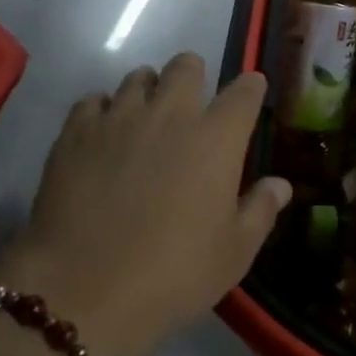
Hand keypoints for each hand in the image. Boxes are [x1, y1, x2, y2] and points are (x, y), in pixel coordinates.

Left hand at [7, 53, 290, 355]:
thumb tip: (280, 184)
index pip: (243, 92)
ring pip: (137, 77)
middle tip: (192, 103)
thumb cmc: (174, 273)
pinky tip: (103, 136)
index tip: (251, 92)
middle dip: (194, 75)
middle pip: (186, 66)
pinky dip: (104, 111)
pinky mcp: (75, 132)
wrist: (84, 289)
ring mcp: (118, 118)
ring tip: (145, 119)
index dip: (250, 87)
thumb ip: (260, 210)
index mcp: (216, 139)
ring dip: (148, 90)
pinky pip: (93, 101)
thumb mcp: (234, 253)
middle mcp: (169, 114)